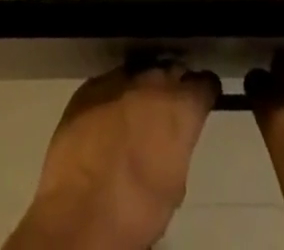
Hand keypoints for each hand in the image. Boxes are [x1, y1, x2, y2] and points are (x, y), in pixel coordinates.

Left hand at [5, 59, 220, 249]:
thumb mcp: (174, 184)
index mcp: (180, 106)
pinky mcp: (89, 87)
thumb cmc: (136, 210)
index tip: (202, 102)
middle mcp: (153, 81)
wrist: (79, 213)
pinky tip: (108, 119)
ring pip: (139, 73)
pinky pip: (109, 84)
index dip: (204, 93)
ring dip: (142, 88)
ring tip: (137, 113)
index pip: (204, 83)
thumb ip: (179, 146)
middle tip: (167, 110)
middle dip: (173, 86)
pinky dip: (114, 97)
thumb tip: (173, 138)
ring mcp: (118, 79)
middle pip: (172, 70)